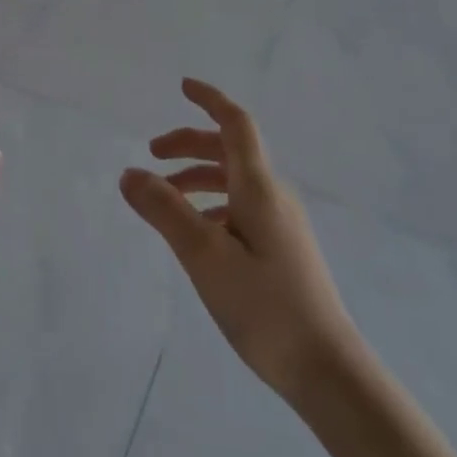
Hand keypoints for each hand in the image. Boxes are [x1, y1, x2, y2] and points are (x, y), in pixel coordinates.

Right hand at [120, 79, 366, 406]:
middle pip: (230, 150)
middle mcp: (274, 196)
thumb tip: (129, 173)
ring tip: (163, 196)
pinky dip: (211, 204)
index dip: (210, 99)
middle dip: (190, 143)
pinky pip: (240, 207)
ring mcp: (281, 224)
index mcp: (259, 187)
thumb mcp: (204, 256)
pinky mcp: (282, 249)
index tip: (182, 86)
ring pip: (234, 181)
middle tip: (152, 152)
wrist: (326, 370)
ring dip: (197, 177)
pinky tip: (194, 233)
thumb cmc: (264, 306)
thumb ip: (165, 211)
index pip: (236, 124)